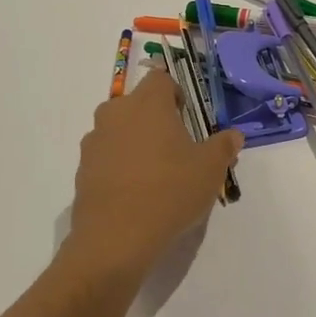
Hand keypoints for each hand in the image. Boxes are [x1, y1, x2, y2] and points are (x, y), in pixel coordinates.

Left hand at [66, 71, 243, 277]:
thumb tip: (233, 135)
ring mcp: (94, 141)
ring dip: (135, 143)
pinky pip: (106, 157)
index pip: (161, 78)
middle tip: (176, 150)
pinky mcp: (82, 169)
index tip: (187, 119)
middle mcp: (116, 113)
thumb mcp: (210, 170)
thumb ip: (223, 146)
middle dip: (155, 120)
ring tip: (155, 176)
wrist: (116, 238)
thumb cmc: (169, 191)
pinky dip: (119, 167)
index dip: (175, 94)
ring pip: (119, 131)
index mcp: (148, 103)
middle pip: (137, 105)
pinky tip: (135, 194)